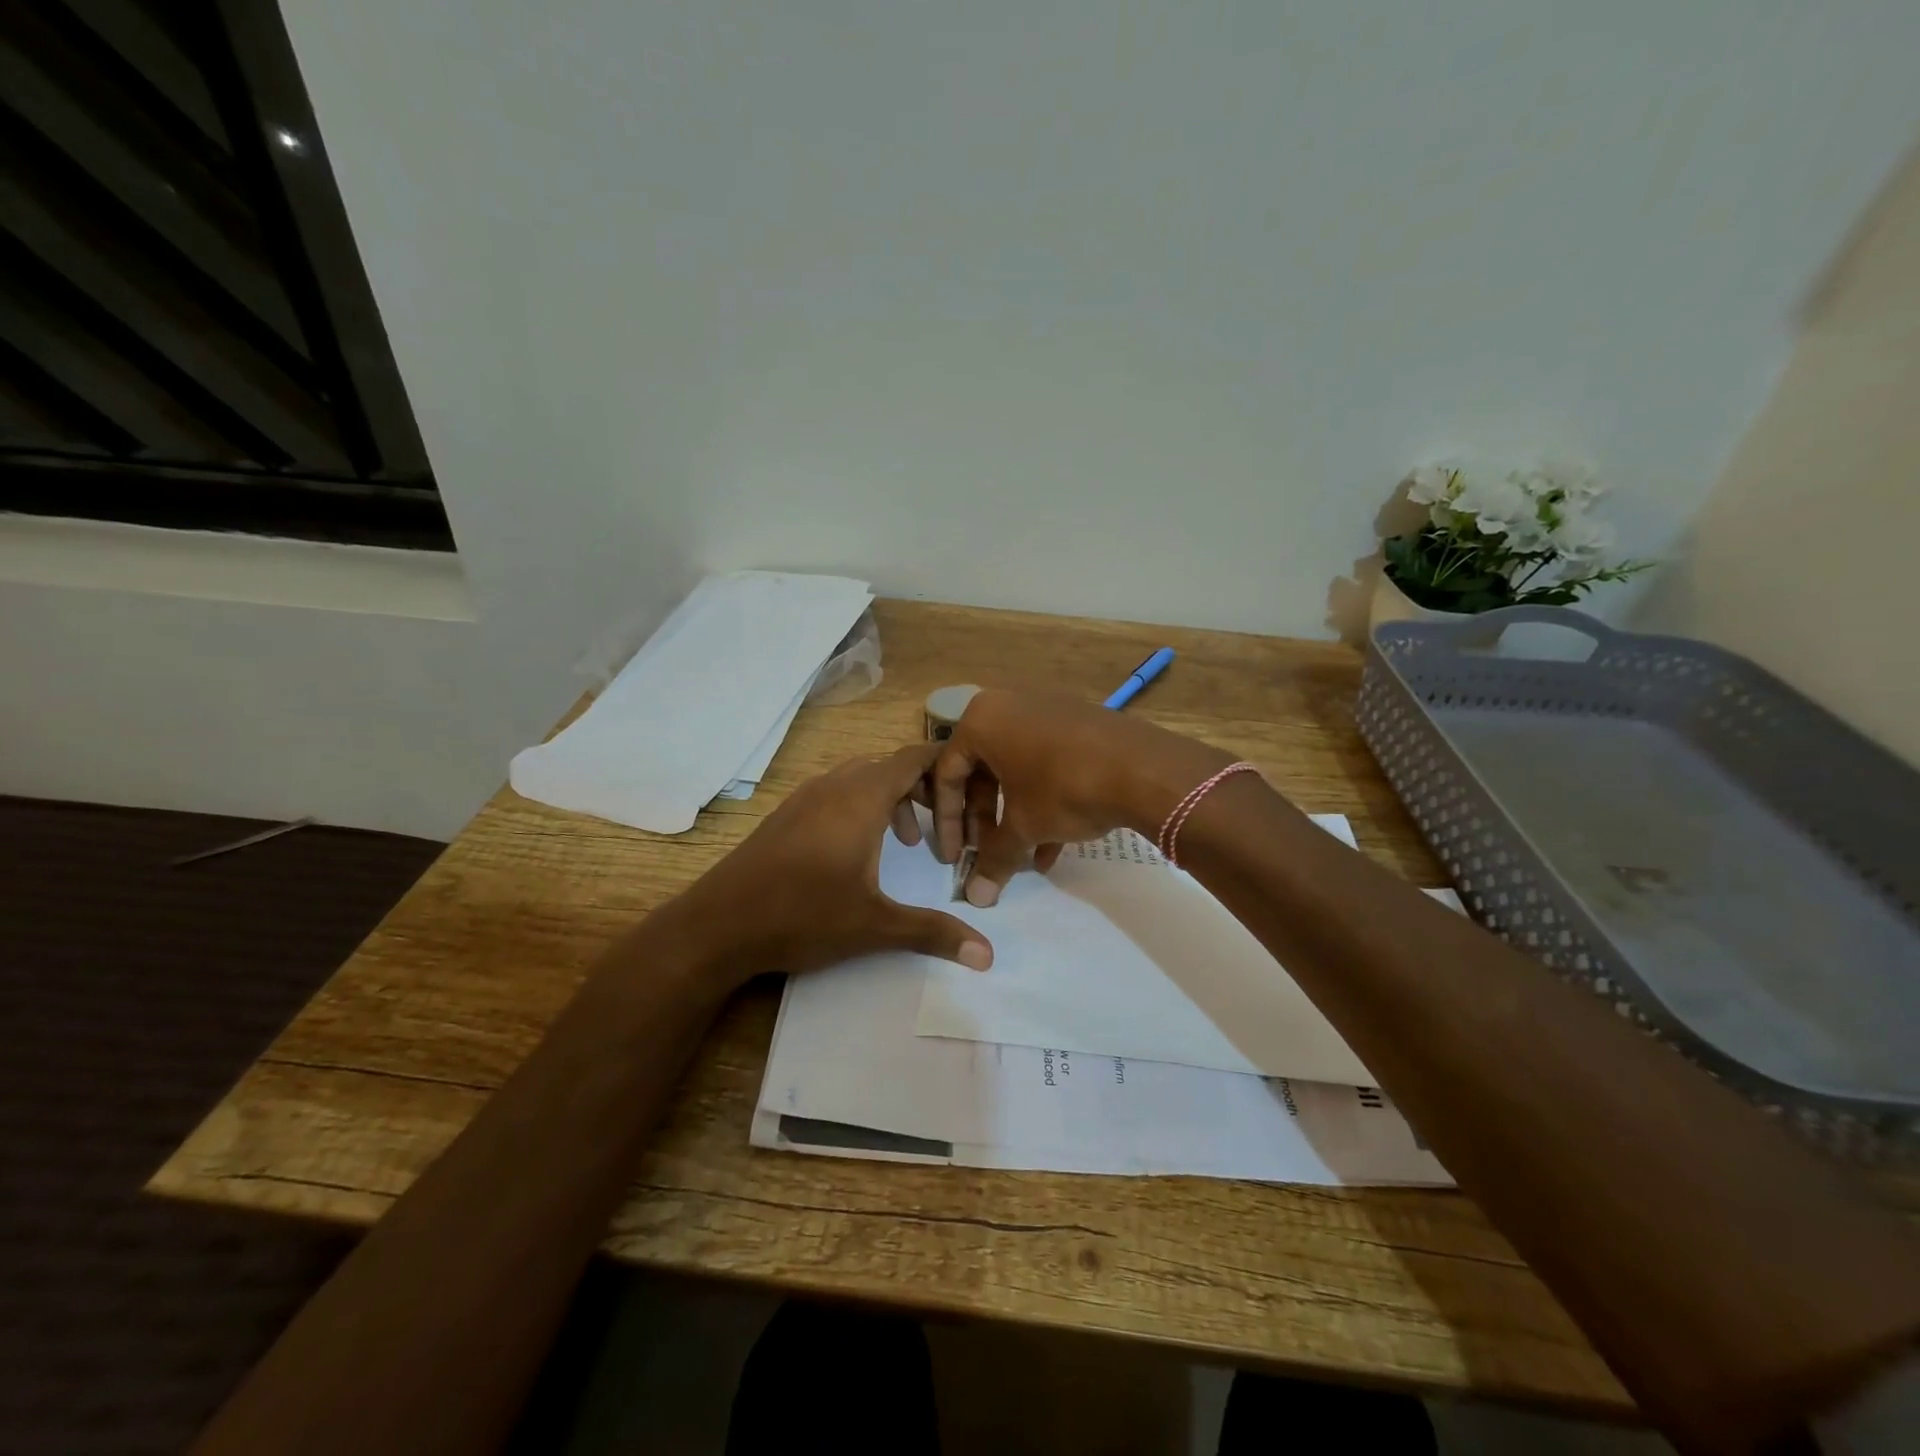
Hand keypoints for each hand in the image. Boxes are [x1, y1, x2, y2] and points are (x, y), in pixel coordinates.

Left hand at [662, 743, 992, 983]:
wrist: (717, 925)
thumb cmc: (802, 916)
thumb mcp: (875, 925)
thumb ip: (933, 932)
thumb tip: (988, 956)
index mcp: (861, 798)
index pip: (913, 758)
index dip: (945, 768)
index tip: (971, 789)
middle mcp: (833, 786)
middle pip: (888, 766)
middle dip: (922, 789)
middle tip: (943, 825)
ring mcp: (804, 797)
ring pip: (859, 778)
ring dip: (889, 800)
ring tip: (906, 842)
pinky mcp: (785, 814)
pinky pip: (835, 792)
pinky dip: (860, 806)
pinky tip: (857, 850)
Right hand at [930, 691, 1231, 905]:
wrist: (1143, 767)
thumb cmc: (1064, 788)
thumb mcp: (1025, 827)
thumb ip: (995, 859)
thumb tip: (976, 898)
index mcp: (981, 720)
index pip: (947, 774)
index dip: (947, 822)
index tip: (953, 858)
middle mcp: (1008, 707)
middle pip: (982, 771)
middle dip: (984, 820)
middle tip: (986, 854)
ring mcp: (1045, 713)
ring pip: (1016, 771)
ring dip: (1015, 818)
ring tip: (1022, 859)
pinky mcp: (1077, 724)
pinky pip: (1045, 764)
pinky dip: (1043, 802)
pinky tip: (1053, 848)